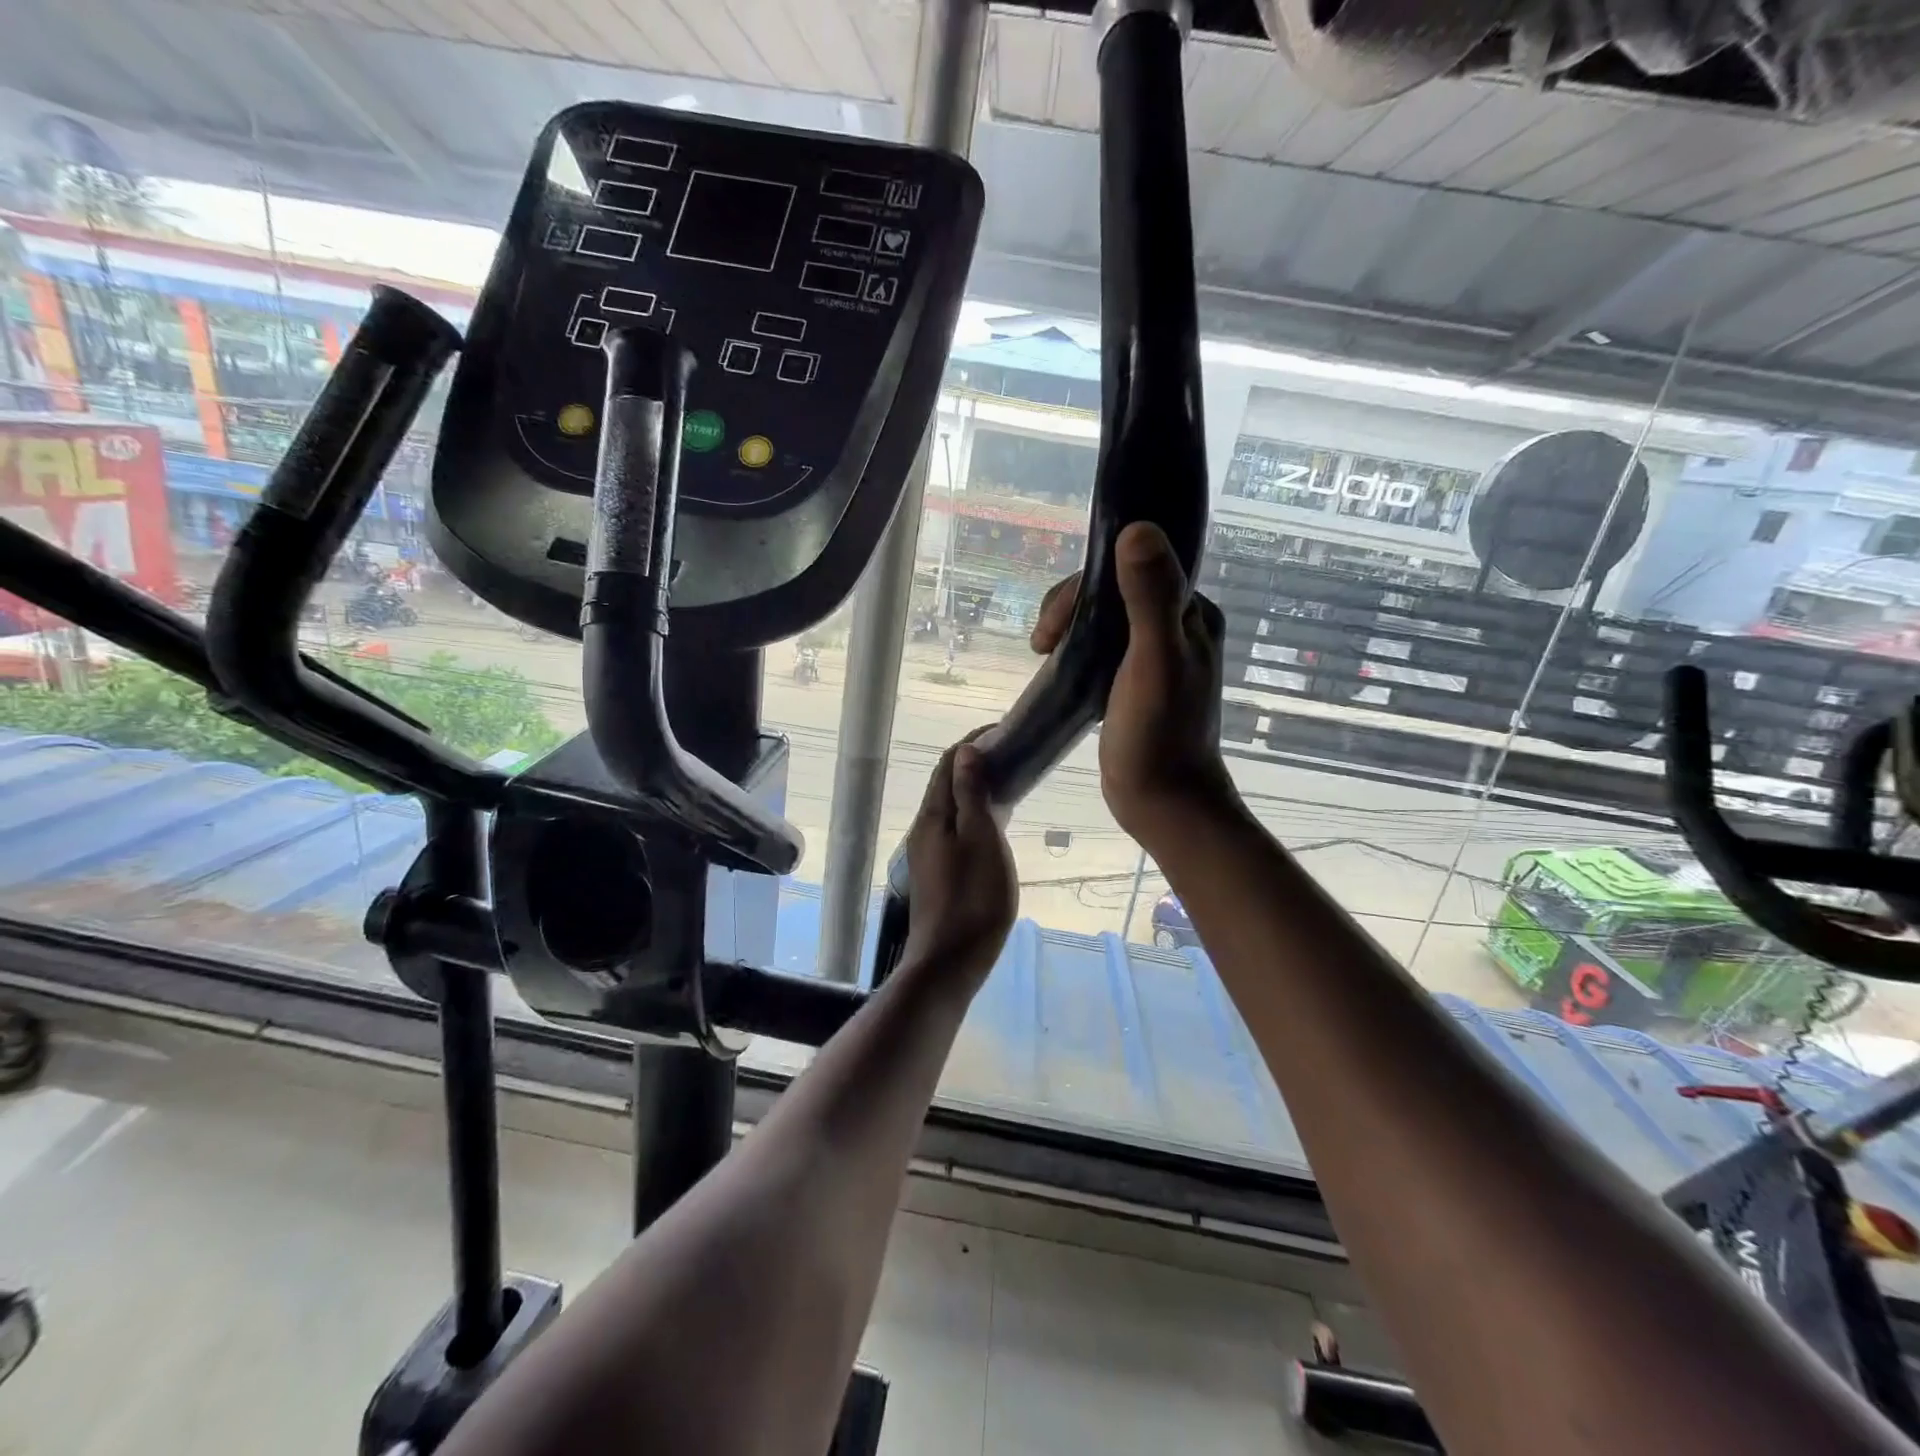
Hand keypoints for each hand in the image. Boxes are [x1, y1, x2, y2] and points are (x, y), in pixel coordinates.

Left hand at [900, 734, 1017, 987]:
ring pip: (952, 808)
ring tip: (1010, 785)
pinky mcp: (938, 873)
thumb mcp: (980, 839)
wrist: (950, 961)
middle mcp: (925, 829)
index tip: (1004, 732)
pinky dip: (975, 815)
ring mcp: (929, 853)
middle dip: (975, 764)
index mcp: (933, 816)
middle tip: (1012, 757)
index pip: (948, 763)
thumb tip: (964, 751)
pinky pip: (956, 829)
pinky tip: (995, 826)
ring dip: (976, 790)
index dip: (973, 742)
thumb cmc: (973, 898)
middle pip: (947, 784)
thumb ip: (971, 794)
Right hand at [1031, 522, 1236, 845]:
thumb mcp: (1154, 662)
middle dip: (1070, 608)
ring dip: (1069, 627)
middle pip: (1112, 590)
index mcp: (1191, 614)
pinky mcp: (1135, 680)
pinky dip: (1075, 647)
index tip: (1054, 624)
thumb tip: (1136, 527)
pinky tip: (1058, 665)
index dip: (1085, 585)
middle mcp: (1177, 626)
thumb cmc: (1158, 735)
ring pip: (1103, 617)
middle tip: (1041, 646)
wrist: (1162, 803)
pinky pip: (1100, 645)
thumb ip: (1150, 596)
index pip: (1132, 567)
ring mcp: (1155, 655)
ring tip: (1043, 655)